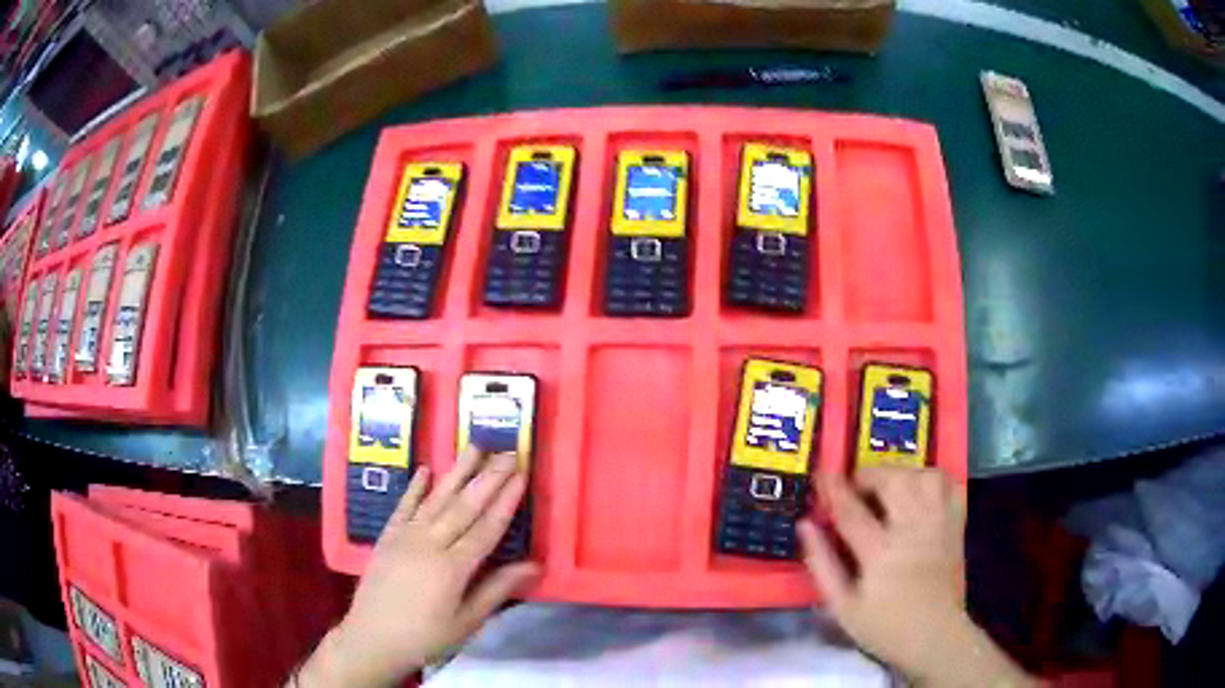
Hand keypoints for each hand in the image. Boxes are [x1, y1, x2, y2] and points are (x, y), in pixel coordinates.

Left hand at [296, 448, 539, 687]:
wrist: (372, 638)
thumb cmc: (426, 637)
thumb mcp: (467, 622)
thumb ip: (497, 589)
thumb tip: (534, 565)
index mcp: (453, 567)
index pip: (486, 527)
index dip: (505, 501)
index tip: (521, 474)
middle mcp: (429, 544)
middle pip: (464, 506)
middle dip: (488, 478)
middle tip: (507, 451)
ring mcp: (405, 537)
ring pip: (436, 499)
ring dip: (456, 472)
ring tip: (474, 447)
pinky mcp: (387, 537)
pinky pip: (403, 507)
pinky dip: (414, 487)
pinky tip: (425, 470)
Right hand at [798, 468, 1032, 686]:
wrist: (934, 637)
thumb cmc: (884, 627)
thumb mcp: (842, 607)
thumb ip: (822, 564)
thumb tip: (805, 525)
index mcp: (881, 554)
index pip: (851, 510)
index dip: (832, 488)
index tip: (821, 474)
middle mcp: (913, 530)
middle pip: (893, 481)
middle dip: (869, 475)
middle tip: (855, 486)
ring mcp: (939, 524)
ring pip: (923, 475)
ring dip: (901, 473)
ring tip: (887, 487)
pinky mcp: (956, 525)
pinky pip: (948, 484)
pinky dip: (932, 478)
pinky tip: (919, 489)